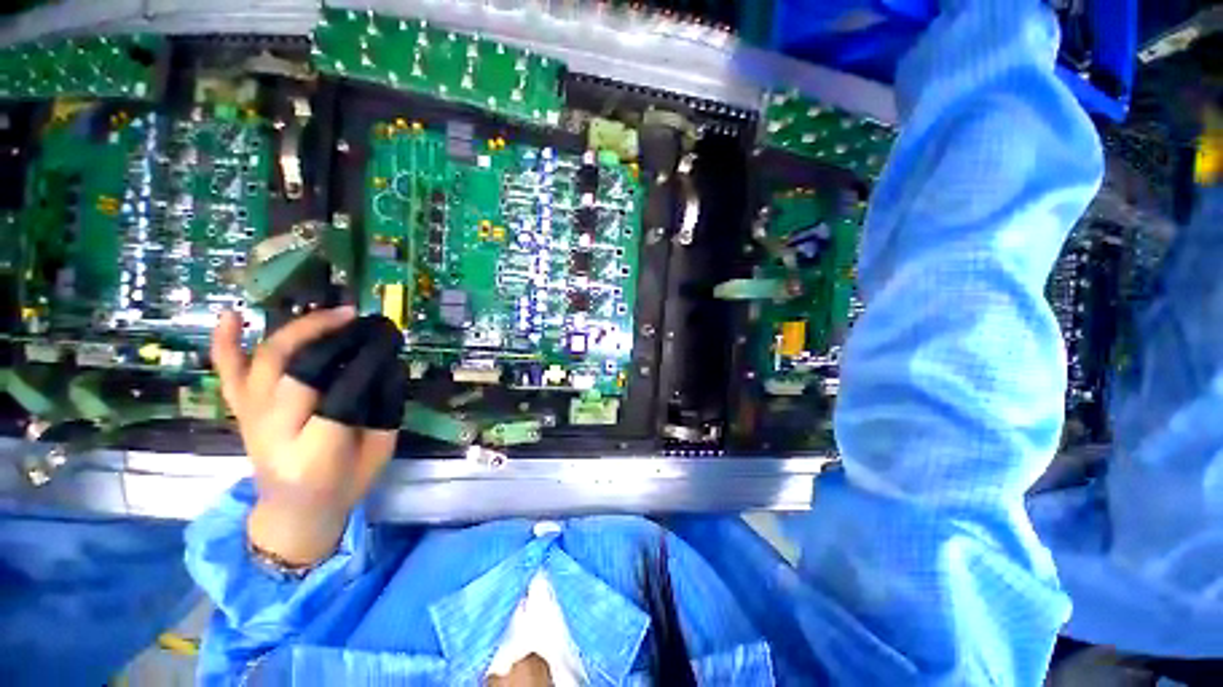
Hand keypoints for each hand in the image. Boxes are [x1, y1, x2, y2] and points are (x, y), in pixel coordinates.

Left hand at [211, 307, 398, 565]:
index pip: (340, 395)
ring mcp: (251, 418)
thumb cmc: (345, 483)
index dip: (366, 361)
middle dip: (333, 336)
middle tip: (365, 321)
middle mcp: (274, 431)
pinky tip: (233, 314)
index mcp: (316, 452)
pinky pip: (228, 373)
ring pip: (267, 361)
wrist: (293, 510)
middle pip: (297, 370)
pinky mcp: (241, 411)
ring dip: (300, 330)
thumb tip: (389, 364)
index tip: (388, 338)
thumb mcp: (380, 452)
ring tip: (334, 314)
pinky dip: (225, 342)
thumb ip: (385, 408)